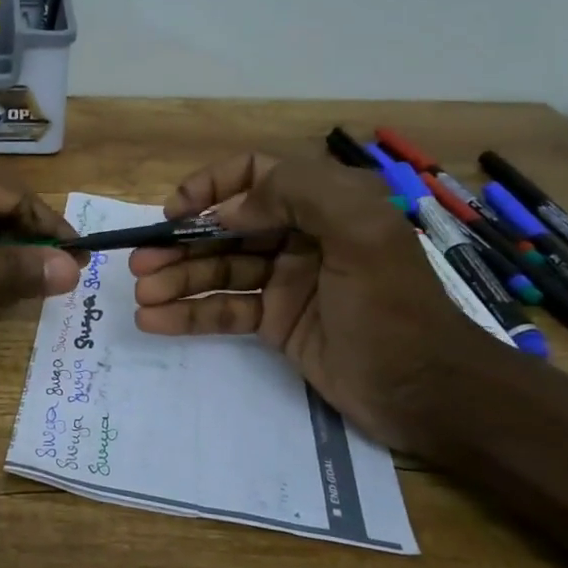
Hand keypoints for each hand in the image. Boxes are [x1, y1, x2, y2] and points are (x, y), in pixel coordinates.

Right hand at [128, 144, 500, 450]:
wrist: (427, 394)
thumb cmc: (394, 308)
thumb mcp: (362, 234)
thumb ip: (298, 196)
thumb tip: (226, 211)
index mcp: (323, 205)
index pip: (254, 174)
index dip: (211, 186)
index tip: (177, 212)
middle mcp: (299, 236)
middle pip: (225, 227)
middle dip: (180, 242)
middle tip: (140, 262)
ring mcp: (284, 281)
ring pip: (217, 269)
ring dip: (175, 279)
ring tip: (141, 295)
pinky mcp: (274, 322)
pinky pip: (223, 309)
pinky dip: (187, 313)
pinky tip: (154, 320)